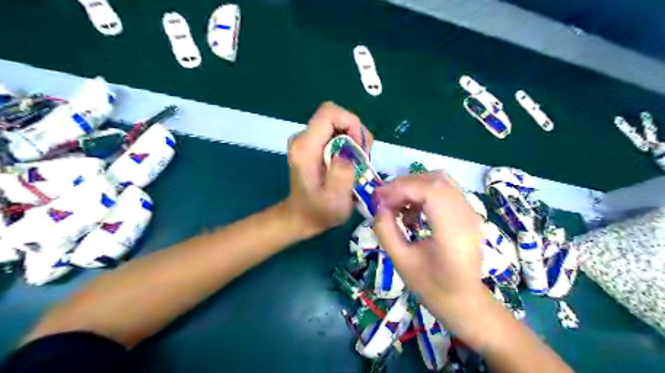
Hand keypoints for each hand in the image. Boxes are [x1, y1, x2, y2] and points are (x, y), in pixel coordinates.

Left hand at [282, 100, 371, 237]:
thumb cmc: (319, 211)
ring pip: (337, 124)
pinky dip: (348, 143)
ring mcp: (306, 140)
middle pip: (335, 116)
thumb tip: (348, 153)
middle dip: (355, 133)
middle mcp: (302, 138)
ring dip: (354, 139)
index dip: (351, 123)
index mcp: (305, 147)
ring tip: (358, 162)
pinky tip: (351, 162)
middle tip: (363, 158)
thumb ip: (341, 175)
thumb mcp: (335, 200)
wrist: (302, 216)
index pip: (329, 113)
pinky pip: (335, 133)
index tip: (360, 148)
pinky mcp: (312, 144)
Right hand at [374, 172, 486, 314]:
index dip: (401, 188)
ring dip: (414, 187)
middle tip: (384, 199)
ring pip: (441, 182)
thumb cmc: (432, 287)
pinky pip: (445, 191)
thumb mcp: (401, 261)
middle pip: (436, 180)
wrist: (463, 302)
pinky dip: (424, 193)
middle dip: (404, 184)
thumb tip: (378, 205)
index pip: (430, 191)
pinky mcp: (469, 214)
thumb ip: (385, 230)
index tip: (379, 199)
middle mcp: (468, 217)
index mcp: (453, 233)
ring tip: (396, 205)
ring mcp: (472, 213)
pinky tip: (412, 212)